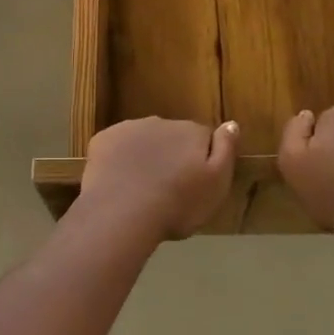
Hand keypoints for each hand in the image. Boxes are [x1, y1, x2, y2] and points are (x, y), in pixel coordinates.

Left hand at [79, 117, 238, 239]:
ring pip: (142, 140)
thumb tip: (231, 123)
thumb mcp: (217, 183)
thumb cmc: (178, 204)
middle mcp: (160, 122)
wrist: (123, 212)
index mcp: (191, 132)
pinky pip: (116, 147)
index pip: (203, 138)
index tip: (195, 183)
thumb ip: (226, 150)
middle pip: (171, 137)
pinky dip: (118, 159)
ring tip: (141, 189)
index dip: (201, 160)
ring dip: (145, 156)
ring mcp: (128, 128)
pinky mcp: (102, 140)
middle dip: (171, 156)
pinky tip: (118, 183)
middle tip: (168, 189)